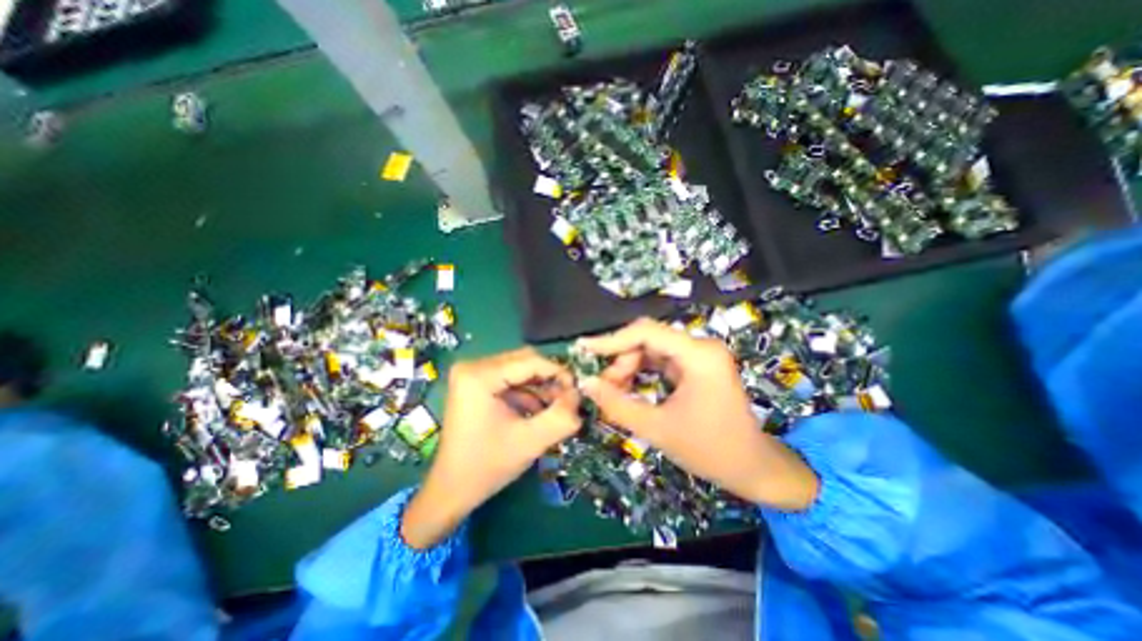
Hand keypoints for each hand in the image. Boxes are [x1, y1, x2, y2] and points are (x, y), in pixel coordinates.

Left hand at [402, 349, 580, 546]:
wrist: (452, 489)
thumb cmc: (487, 466)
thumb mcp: (530, 441)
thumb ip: (560, 416)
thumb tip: (580, 395)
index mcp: (479, 375)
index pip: (530, 361)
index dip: (558, 372)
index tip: (577, 390)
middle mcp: (472, 366)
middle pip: (524, 360)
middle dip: (549, 379)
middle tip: (567, 399)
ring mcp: (471, 374)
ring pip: (519, 368)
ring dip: (540, 386)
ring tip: (555, 408)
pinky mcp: (474, 383)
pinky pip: (509, 378)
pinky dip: (527, 391)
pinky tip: (537, 410)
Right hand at [582, 317, 821, 509]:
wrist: (753, 468)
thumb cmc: (710, 450)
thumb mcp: (657, 428)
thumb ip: (617, 404)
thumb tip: (586, 383)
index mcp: (699, 355)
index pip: (646, 332)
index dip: (612, 339)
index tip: (584, 349)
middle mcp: (701, 346)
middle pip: (647, 339)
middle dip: (621, 360)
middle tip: (604, 385)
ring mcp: (700, 355)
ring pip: (651, 349)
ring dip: (629, 366)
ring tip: (614, 390)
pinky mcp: (696, 366)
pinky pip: (660, 360)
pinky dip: (641, 372)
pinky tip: (629, 388)